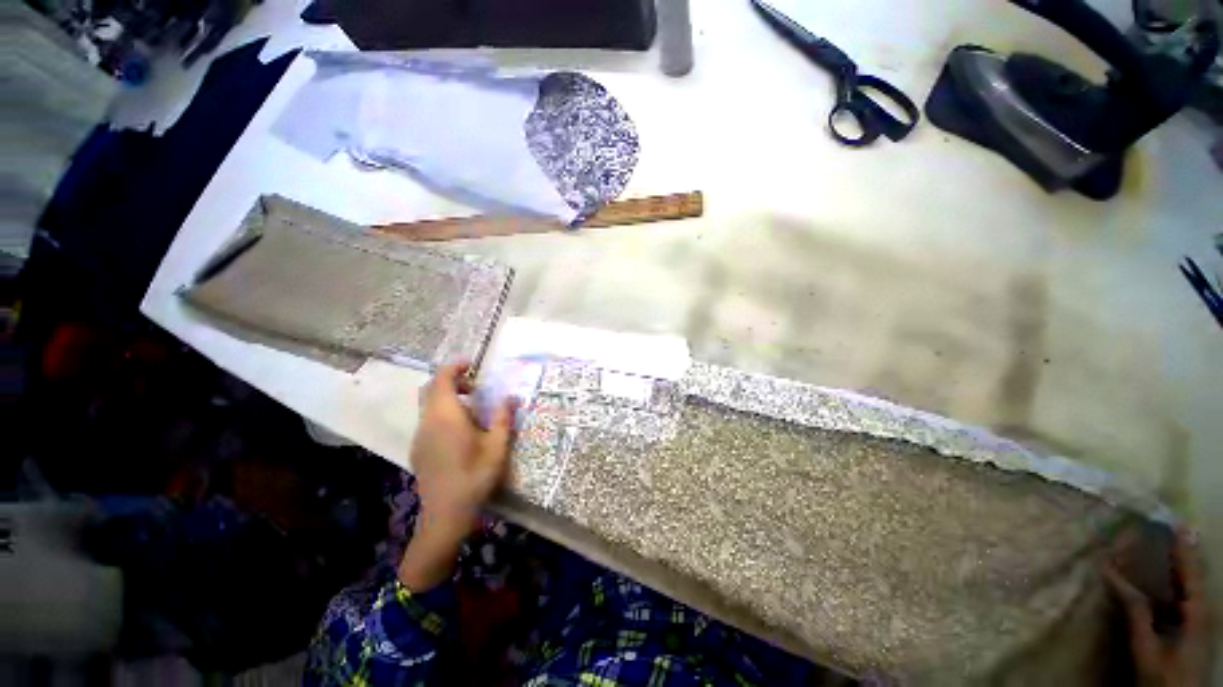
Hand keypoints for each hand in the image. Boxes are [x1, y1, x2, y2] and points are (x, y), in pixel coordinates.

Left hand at [399, 363, 516, 590]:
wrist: (446, 514)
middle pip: (431, 389)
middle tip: (475, 387)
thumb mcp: (497, 446)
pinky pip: (428, 420)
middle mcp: (428, 421)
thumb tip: (512, 397)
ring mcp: (420, 436)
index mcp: (447, 416)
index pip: (442, 379)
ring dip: (447, 398)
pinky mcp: (418, 448)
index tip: (471, 364)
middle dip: (451, 381)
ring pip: (428, 405)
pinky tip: (460, 431)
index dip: (454, 367)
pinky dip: (442, 413)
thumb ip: (504, 418)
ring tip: (471, 409)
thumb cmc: (475, 476)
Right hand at [1106, 528, 1211, 686]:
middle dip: (1173, 551)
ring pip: (1183, 584)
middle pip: (1188, 574)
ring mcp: (1196, 619)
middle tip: (1155, 527)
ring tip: (1151, 544)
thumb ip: (1135, 613)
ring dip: (1168, 564)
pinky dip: (1166, 581)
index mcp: (1197, 611)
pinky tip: (1153, 575)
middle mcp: (1201, 609)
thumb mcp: (1147, 650)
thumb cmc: (1164, 677)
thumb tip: (1112, 573)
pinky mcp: (1188, 626)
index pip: (1189, 570)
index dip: (1181, 546)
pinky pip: (1178, 596)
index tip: (1171, 521)